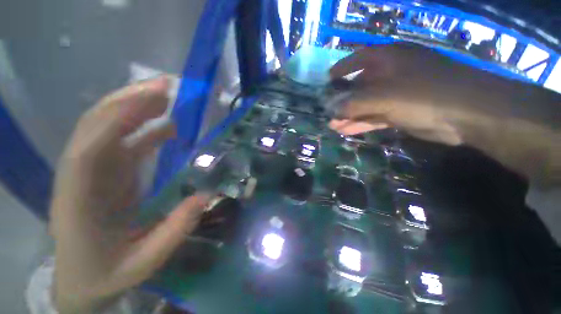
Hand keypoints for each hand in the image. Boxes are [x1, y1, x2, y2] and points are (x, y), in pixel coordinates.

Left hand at [50, 77, 209, 312]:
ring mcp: (92, 171)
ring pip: (108, 128)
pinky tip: (168, 124)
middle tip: (166, 85)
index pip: (90, 149)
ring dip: (137, 108)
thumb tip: (207, 195)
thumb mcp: (145, 261)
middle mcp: (79, 176)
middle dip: (129, 101)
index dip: (119, 119)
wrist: (83, 279)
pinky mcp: (105, 172)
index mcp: (79, 201)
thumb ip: (175, 230)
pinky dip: (145, 127)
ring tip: (168, 95)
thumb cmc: (108, 273)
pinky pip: (124, 141)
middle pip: (95, 126)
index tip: (154, 99)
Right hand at [329, 43, 474, 144]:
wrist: (467, 114)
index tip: (328, 79)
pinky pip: (374, 117)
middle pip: (360, 86)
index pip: (359, 58)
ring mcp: (396, 95)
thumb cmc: (424, 94)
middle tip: (327, 110)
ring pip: (366, 105)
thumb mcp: (384, 97)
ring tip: (332, 126)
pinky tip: (346, 131)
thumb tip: (332, 109)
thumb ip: (354, 103)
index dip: (342, 68)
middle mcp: (391, 74)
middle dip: (343, 99)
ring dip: (349, 116)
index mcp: (388, 60)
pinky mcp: (400, 112)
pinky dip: (360, 124)